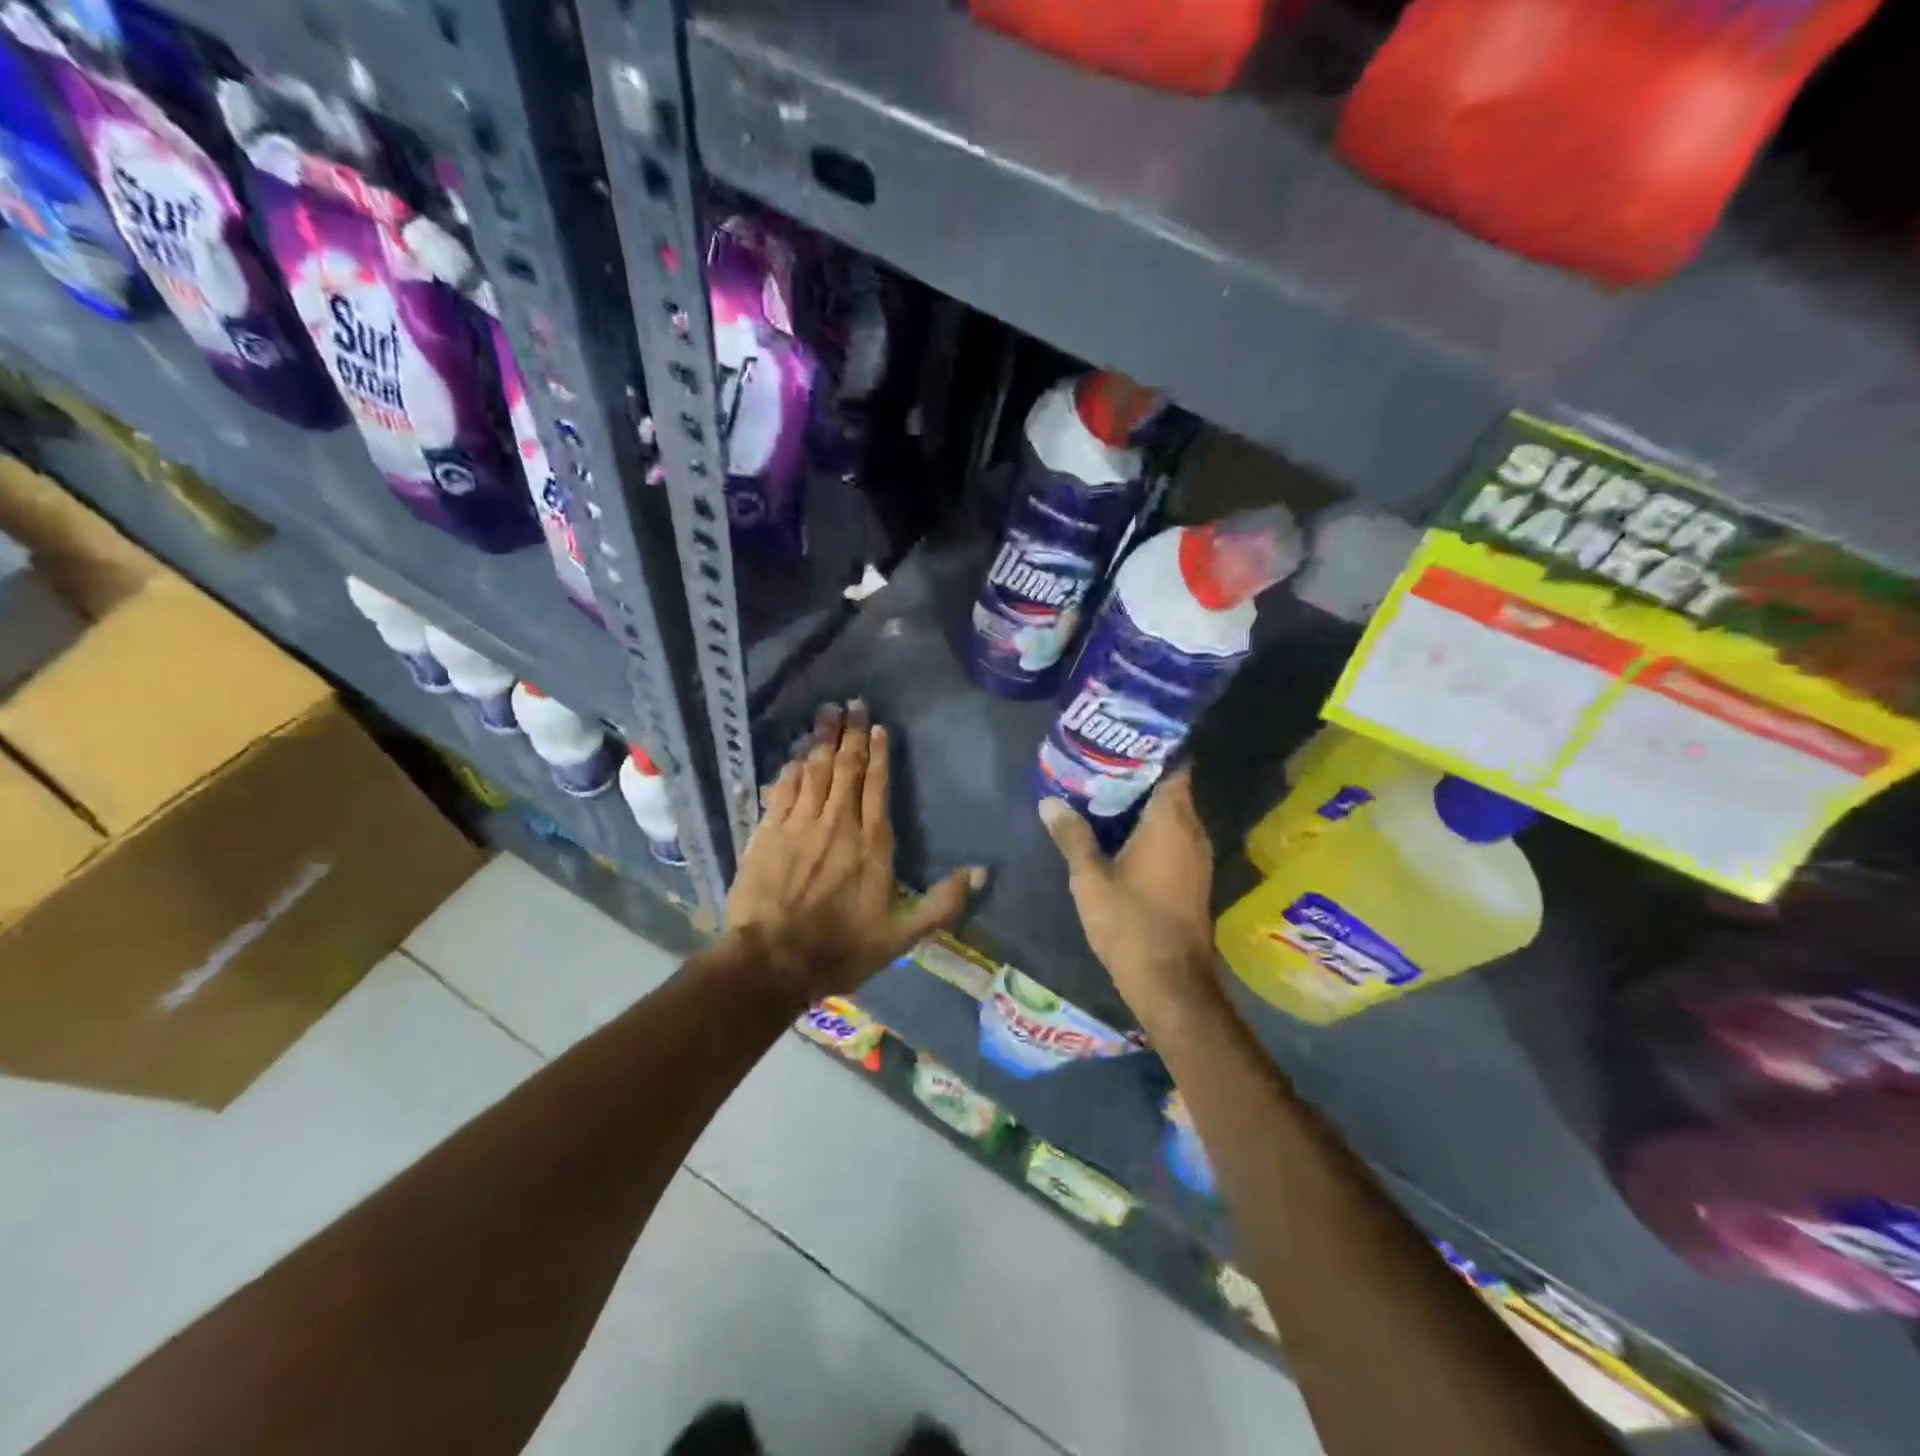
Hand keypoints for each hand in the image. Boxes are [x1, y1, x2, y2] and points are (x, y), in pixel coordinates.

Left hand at [727, 701, 986, 1000]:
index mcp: (871, 842)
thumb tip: (981, 871)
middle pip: (845, 768)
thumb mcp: (901, 935)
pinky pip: (782, 790)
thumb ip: (942, 903)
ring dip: (820, 740)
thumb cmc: (841, 948)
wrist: (772, 961)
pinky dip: (791, 770)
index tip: (877, 726)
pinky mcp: (767, 833)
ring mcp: (799, 825)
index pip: (877, 785)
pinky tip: (795, 757)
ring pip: (813, 771)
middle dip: (849, 734)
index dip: (879, 753)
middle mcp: (837, 823)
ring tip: (825, 713)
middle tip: (850, 703)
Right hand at [1040, 770, 1217, 1025]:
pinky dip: (1149, 827)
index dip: (1150, 749)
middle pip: (1170, 787)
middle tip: (1098, 762)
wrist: (1171, 982)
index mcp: (1171, 822)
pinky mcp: (1192, 875)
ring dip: (1141, 803)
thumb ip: (1071, 836)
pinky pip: (1172, 836)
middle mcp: (1191, 831)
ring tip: (1100, 791)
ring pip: (1171, 814)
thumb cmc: (1131, 924)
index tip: (1119, 740)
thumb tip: (1049, 802)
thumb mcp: (1090, 879)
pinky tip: (1117, 832)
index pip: (1173, 766)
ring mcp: (1196, 855)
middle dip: (1137, 774)